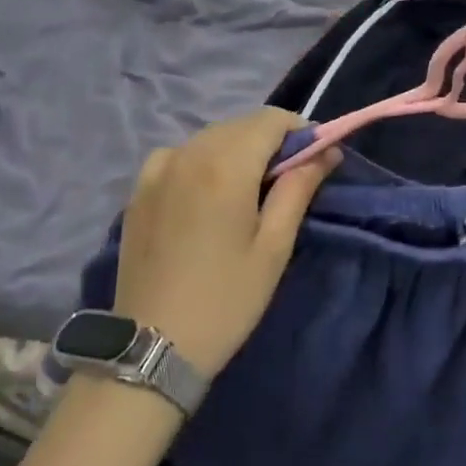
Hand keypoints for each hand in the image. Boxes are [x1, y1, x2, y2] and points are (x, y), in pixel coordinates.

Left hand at [113, 109, 337, 378]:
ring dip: (237, 148)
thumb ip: (299, 189)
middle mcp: (189, 153)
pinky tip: (207, 191)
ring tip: (249, 190)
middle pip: (241, 124)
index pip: (270, 119)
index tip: (314, 158)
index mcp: (225, 165)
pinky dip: (202, 159)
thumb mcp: (273, 248)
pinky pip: (180, 154)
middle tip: (287, 179)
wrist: (151, 346)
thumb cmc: (225, 300)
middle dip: (270, 140)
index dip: (299, 130)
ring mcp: (158, 169)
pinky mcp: (139, 188)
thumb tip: (326, 151)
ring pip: (210, 137)